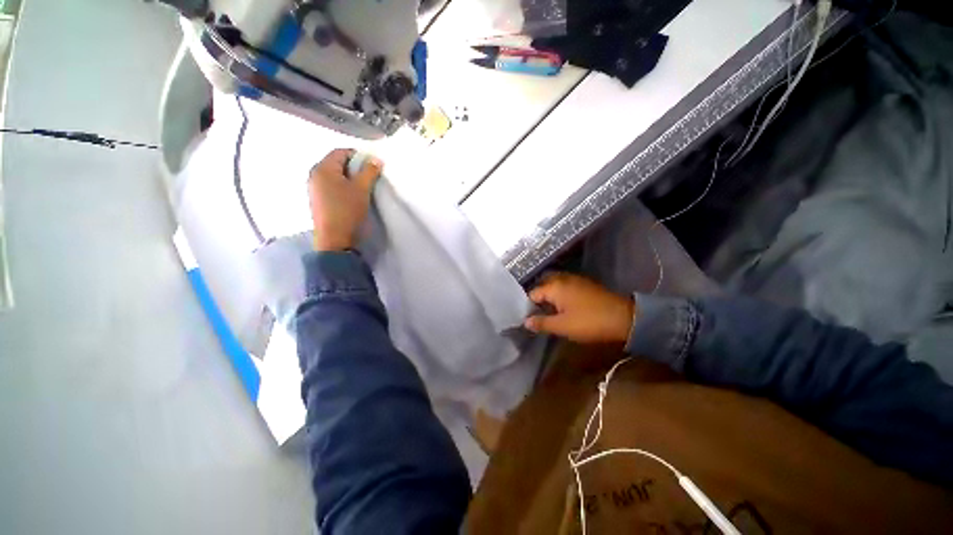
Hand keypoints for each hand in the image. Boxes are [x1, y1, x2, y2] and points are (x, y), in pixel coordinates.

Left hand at [308, 149, 382, 250]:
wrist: (334, 238)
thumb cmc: (347, 210)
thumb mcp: (362, 189)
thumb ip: (369, 172)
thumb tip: (376, 160)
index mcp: (322, 168)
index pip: (340, 152)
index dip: (358, 155)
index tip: (372, 165)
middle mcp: (314, 175)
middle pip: (336, 163)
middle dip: (354, 167)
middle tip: (369, 176)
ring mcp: (314, 188)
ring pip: (334, 175)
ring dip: (349, 178)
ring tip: (362, 187)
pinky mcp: (317, 200)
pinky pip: (331, 186)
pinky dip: (343, 186)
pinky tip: (352, 196)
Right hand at [524, 273, 635, 343]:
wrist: (623, 317)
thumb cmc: (589, 322)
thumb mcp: (562, 326)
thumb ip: (542, 323)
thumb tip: (525, 321)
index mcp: (554, 286)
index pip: (532, 294)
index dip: (528, 307)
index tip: (529, 319)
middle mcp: (562, 278)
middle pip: (542, 286)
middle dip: (538, 299)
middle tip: (537, 314)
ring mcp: (574, 279)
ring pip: (554, 284)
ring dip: (549, 296)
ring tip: (548, 312)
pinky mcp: (584, 284)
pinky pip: (565, 285)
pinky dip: (559, 294)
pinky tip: (563, 306)